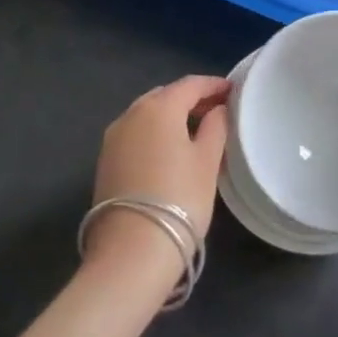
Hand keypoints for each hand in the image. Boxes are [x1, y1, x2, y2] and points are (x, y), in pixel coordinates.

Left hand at [85, 76, 229, 277]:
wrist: (130, 252)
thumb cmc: (179, 199)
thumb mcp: (207, 162)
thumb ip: (216, 127)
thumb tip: (218, 109)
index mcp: (159, 107)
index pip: (190, 84)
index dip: (213, 85)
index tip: (232, 90)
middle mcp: (131, 114)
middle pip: (165, 96)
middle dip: (190, 99)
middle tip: (216, 110)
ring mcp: (113, 138)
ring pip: (147, 114)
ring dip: (170, 116)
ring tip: (195, 131)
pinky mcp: (105, 161)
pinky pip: (135, 133)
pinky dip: (154, 132)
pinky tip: (169, 150)